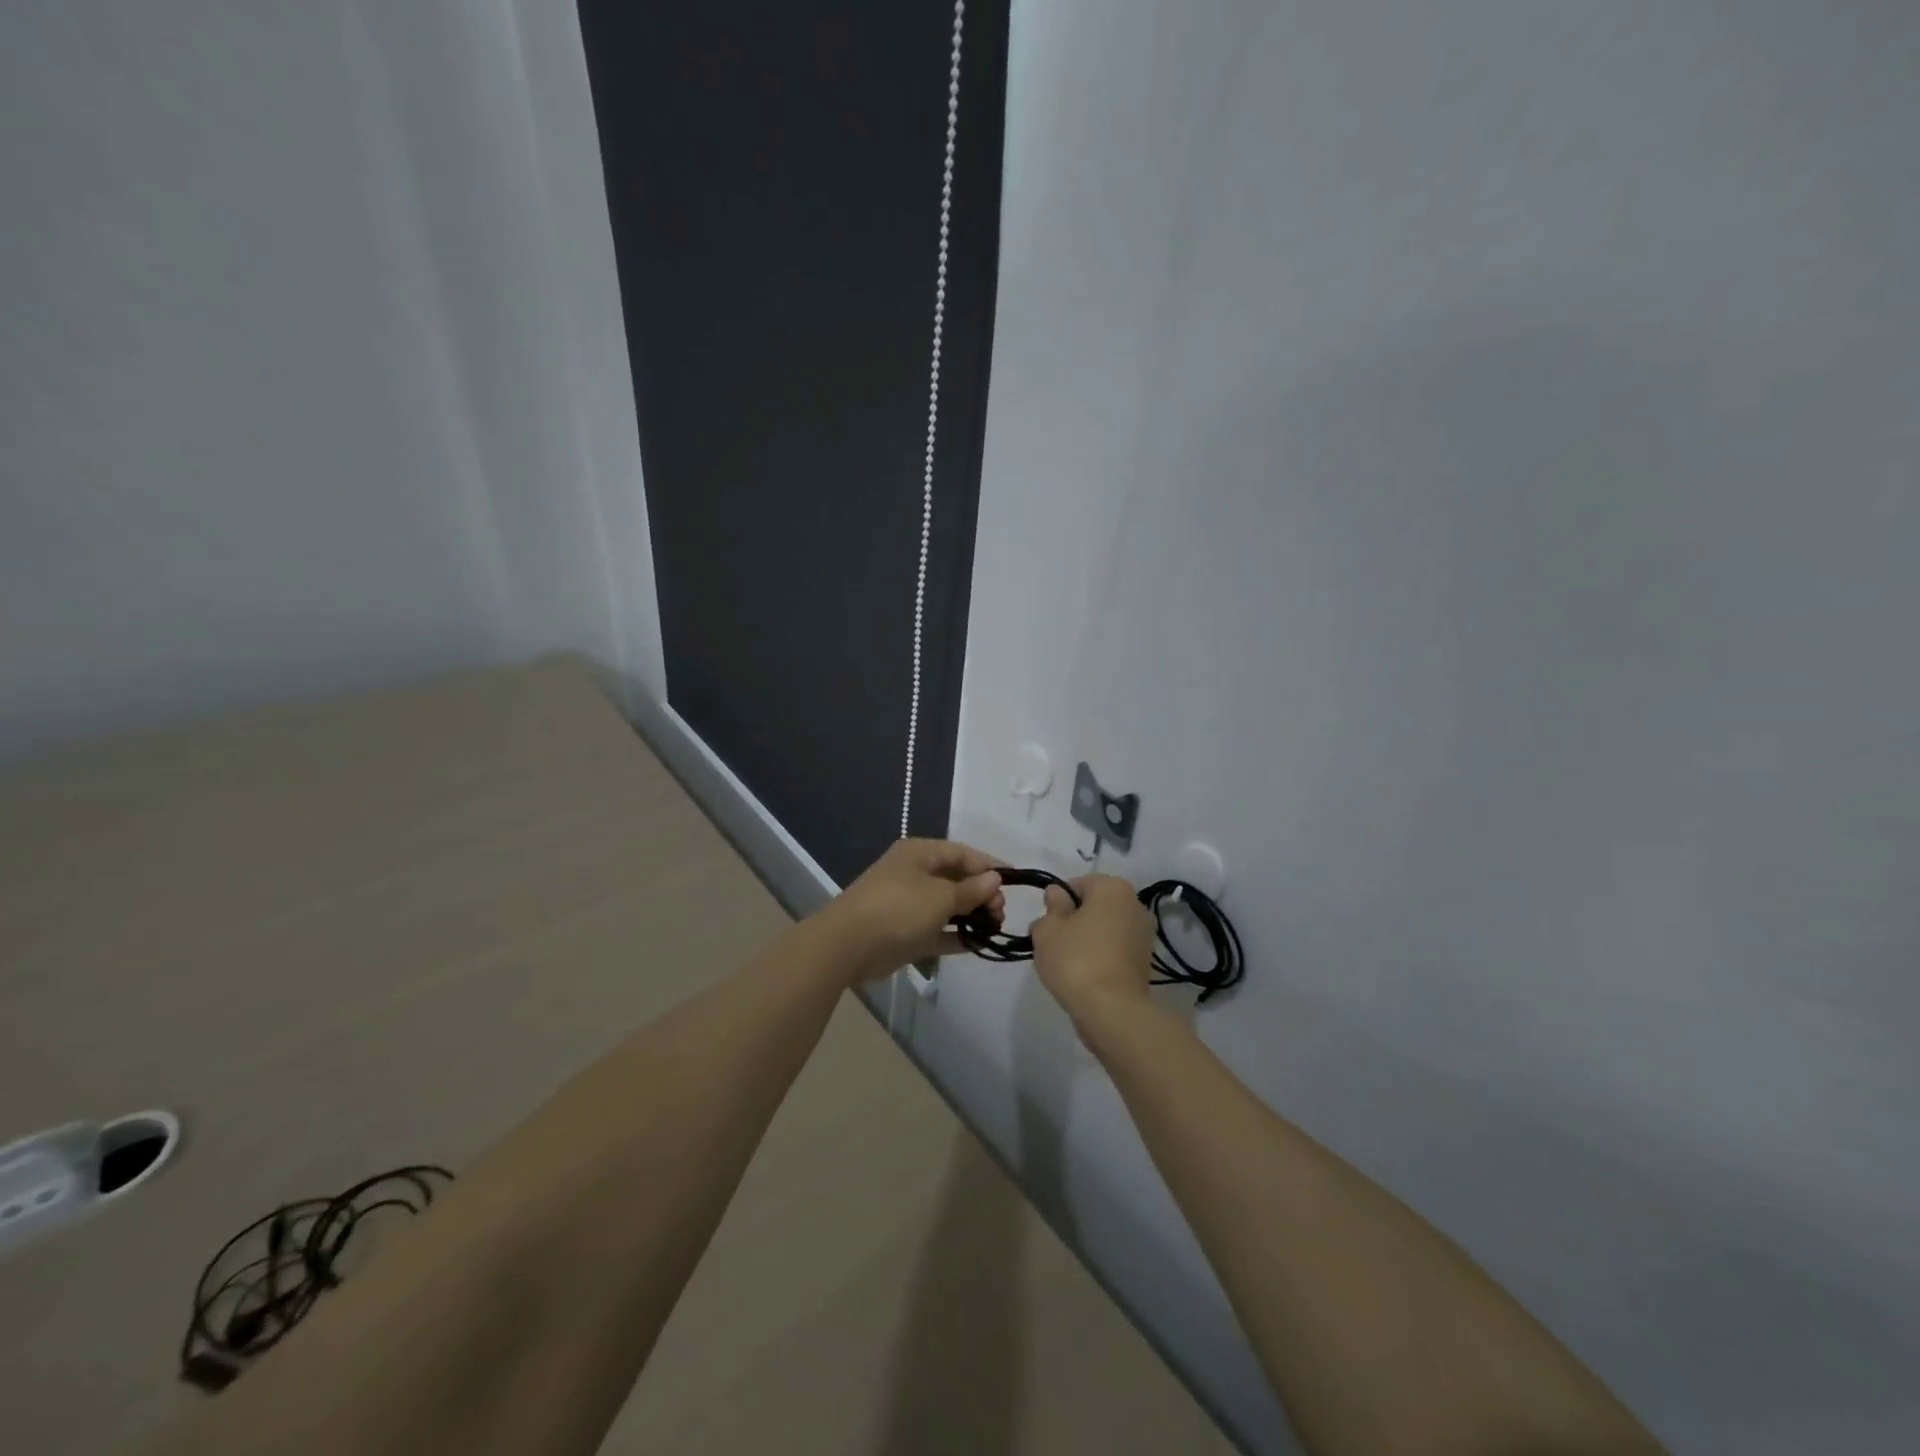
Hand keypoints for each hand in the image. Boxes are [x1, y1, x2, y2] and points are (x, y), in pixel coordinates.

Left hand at [816, 839, 1004, 982]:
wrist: (847, 946)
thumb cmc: (897, 909)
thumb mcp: (939, 897)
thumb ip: (970, 890)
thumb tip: (995, 879)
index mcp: (919, 854)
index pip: (962, 853)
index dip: (989, 865)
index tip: (1014, 882)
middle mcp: (913, 874)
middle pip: (956, 878)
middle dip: (982, 893)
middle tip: (1001, 911)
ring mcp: (907, 904)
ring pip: (947, 905)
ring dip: (971, 914)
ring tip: (995, 927)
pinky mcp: (904, 932)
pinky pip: (937, 929)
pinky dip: (956, 934)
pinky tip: (979, 944)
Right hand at [1030, 874, 1156, 1025]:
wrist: (1112, 1010)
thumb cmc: (1075, 959)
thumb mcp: (1049, 929)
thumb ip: (1052, 906)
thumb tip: (1057, 893)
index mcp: (1113, 888)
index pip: (1078, 884)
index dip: (1058, 901)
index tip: (1046, 923)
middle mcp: (1134, 904)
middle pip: (1094, 905)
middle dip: (1073, 919)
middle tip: (1053, 942)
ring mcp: (1144, 934)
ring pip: (1105, 928)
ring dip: (1087, 939)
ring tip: (1067, 962)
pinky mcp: (1145, 961)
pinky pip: (1115, 949)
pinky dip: (1101, 956)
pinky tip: (1085, 974)